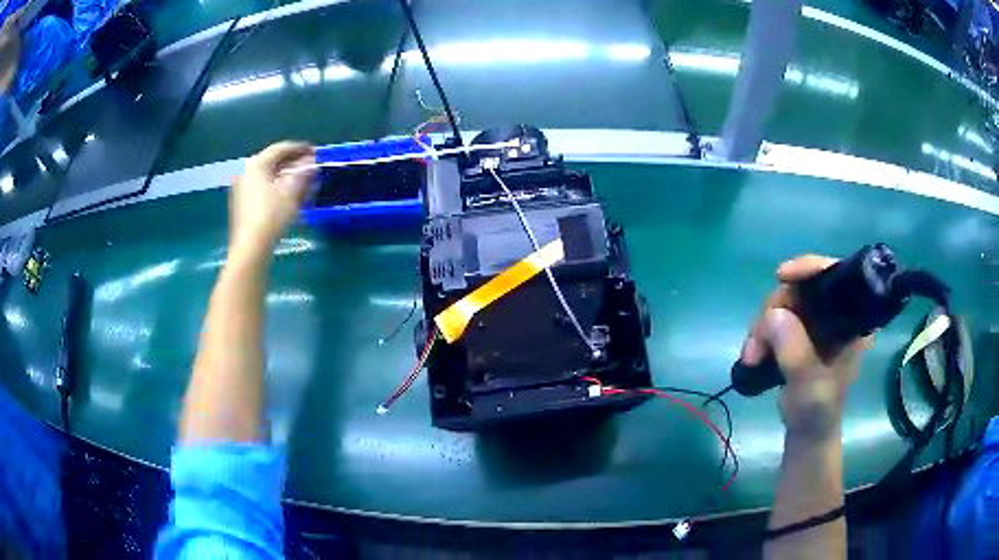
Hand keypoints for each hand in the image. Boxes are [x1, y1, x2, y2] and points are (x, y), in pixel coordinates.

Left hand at [229, 142, 314, 254]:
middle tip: (308, 165)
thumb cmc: (271, 216)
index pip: (280, 149)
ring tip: (300, 180)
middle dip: (291, 162)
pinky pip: (260, 187)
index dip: (299, 148)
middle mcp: (246, 172)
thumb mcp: (291, 193)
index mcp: (257, 165)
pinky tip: (286, 194)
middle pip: (271, 161)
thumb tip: (311, 164)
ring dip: (284, 175)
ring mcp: (241, 188)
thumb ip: (302, 174)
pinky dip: (275, 185)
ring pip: (266, 175)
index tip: (314, 151)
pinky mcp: (240, 203)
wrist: (250, 247)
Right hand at [741, 255, 871, 441]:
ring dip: (762, 327)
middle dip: (775, 310)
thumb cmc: (817, 410)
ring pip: (784, 303)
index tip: (783, 276)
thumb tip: (774, 314)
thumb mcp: (809, 384)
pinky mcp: (800, 332)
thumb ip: (796, 351)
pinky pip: (776, 317)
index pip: (836, 274)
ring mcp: (816, 322)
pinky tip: (754, 354)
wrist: (807, 432)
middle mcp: (836, 314)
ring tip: (752, 357)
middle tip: (757, 342)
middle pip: (802, 287)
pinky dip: (761, 333)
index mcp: (852, 320)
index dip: (810, 268)